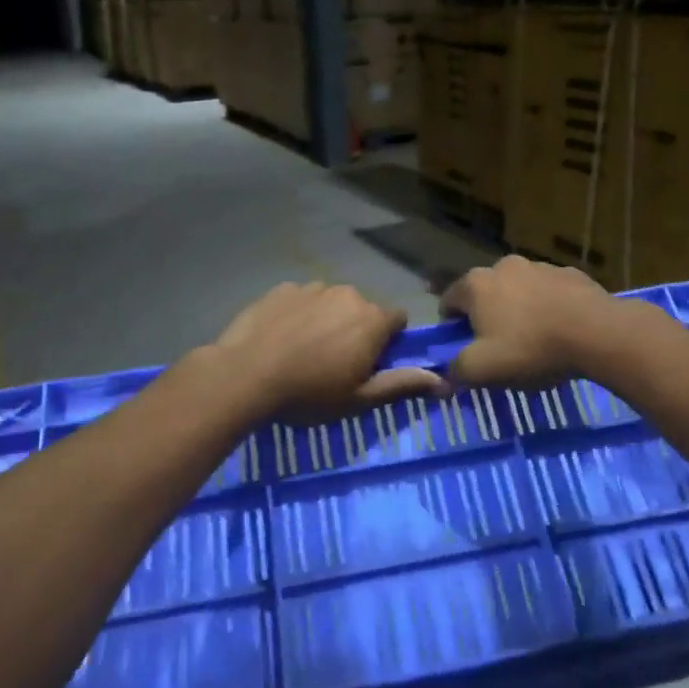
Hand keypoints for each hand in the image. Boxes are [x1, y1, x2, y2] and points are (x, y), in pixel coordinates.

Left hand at [210, 283, 443, 423]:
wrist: (245, 375)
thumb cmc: (308, 394)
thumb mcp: (359, 399)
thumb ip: (402, 384)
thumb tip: (443, 381)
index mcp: (372, 320)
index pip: (397, 319)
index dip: (388, 340)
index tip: (370, 363)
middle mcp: (347, 294)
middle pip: (362, 310)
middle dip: (355, 330)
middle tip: (332, 363)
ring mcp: (312, 287)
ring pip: (330, 302)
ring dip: (326, 320)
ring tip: (302, 350)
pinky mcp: (282, 288)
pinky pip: (300, 299)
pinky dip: (297, 314)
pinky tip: (280, 338)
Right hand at [439, 256, 620, 389]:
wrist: (598, 333)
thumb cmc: (531, 348)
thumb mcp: (483, 370)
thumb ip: (456, 370)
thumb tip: (445, 372)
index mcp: (476, 284)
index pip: (449, 301)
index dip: (451, 327)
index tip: (463, 349)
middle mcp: (504, 266)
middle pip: (485, 294)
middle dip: (487, 317)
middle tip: (500, 348)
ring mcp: (540, 266)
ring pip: (519, 290)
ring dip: (520, 310)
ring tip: (535, 341)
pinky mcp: (571, 274)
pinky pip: (550, 293)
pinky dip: (549, 307)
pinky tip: (562, 331)